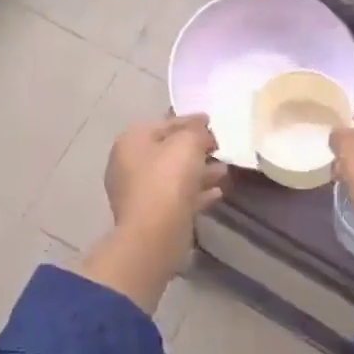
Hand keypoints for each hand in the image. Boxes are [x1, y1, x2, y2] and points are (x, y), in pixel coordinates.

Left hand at [77, 114, 226, 312]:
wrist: (155, 233)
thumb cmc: (168, 179)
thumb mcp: (188, 143)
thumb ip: (197, 131)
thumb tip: (202, 132)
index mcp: (131, 141)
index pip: (164, 123)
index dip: (190, 121)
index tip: (211, 121)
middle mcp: (129, 164)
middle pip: (168, 150)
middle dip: (195, 149)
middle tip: (219, 147)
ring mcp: (137, 192)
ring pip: (174, 176)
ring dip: (199, 172)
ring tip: (225, 171)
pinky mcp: (150, 216)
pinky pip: (177, 197)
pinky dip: (196, 193)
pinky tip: (218, 192)